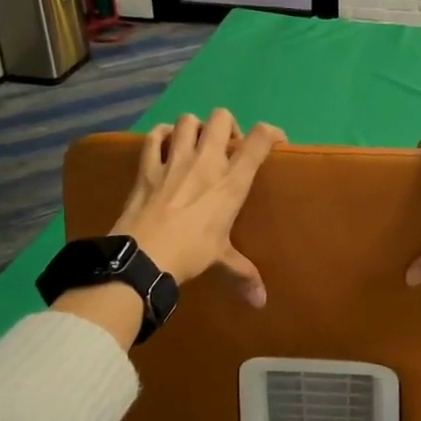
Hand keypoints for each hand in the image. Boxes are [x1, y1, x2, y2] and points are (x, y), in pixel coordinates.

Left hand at [114, 110, 284, 305]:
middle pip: (221, 118)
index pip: (260, 140)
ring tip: (196, 143)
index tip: (276, 141)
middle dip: (228, 125)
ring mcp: (174, 160)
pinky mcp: (147, 166)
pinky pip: (155, 136)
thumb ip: (243, 274)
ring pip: (188, 120)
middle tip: (227, 146)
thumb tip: (261, 302)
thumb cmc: (191, 253)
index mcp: (231, 182)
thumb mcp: (221, 260)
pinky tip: (165, 144)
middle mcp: (206, 162)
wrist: (144, 256)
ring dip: (195, 126)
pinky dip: (162, 135)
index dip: (272, 133)